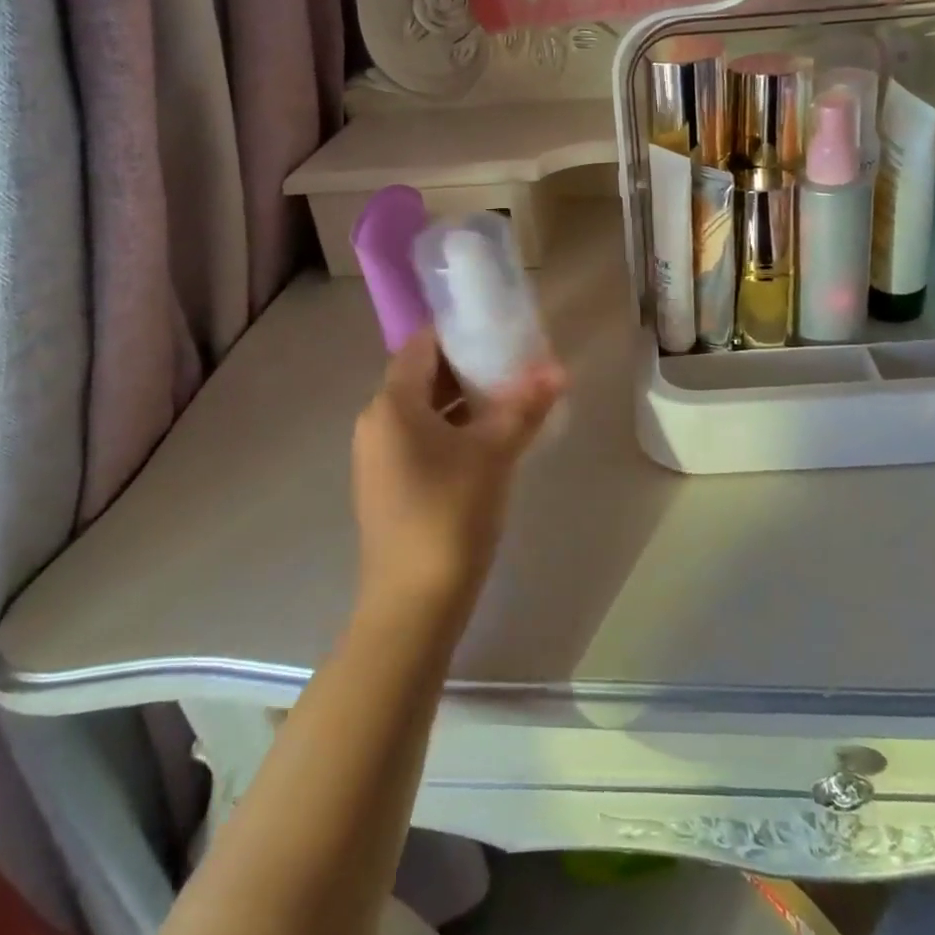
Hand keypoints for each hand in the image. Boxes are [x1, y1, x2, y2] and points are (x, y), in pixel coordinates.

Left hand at [351, 329, 566, 621]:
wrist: (413, 605)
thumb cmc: (449, 515)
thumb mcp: (494, 454)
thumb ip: (524, 406)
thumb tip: (558, 369)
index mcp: (391, 405)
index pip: (422, 345)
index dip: (460, 332)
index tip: (500, 329)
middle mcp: (376, 423)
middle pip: (423, 376)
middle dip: (470, 367)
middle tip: (517, 363)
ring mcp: (380, 457)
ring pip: (425, 411)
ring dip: (465, 401)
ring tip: (513, 397)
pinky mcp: (390, 485)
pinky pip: (422, 439)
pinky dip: (454, 430)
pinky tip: (492, 440)